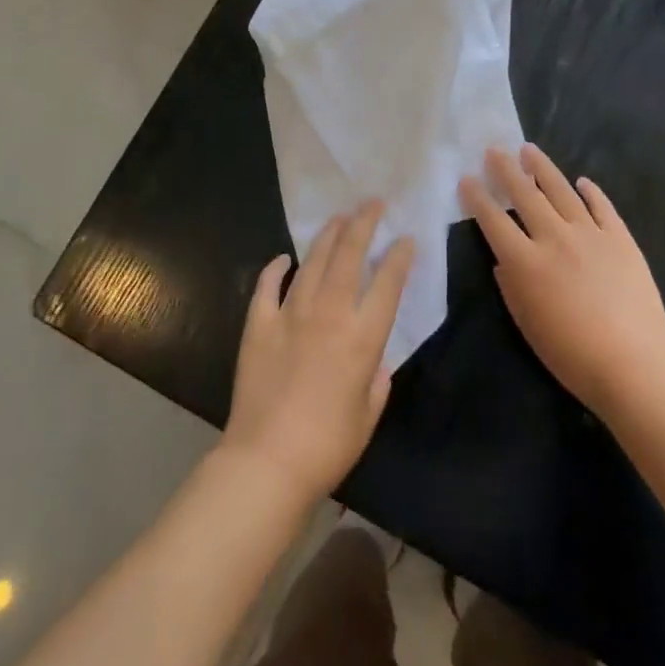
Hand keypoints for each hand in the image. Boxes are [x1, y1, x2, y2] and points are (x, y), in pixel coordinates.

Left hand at [221, 202, 414, 505]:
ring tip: (339, 218)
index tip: (405, 238)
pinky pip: (268, 286)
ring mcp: (291, 314)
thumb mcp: (368, 416)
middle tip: (372, 203)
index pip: (388, 282)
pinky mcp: (259, 324)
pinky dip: (276, 268)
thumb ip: (376, 380)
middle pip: (349, 255)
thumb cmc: (327, 446)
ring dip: (328, 236)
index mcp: (362, 336)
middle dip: (363, 223)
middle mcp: (330, 313)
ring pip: (313, 261)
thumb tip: (374, 361)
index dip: (399, 256)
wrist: (267, 461)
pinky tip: (284, 258)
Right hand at [461, 145, 664, 418]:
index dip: (477, 198)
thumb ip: (511, 286)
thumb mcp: (527, 324)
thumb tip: (505, 259)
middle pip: (525, 195)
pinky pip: (602, 207)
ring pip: (561, 191)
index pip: (493, 220)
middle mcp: (554, 238)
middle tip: (494, 150)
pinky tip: (582, 181)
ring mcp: (590, 234)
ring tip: (529, 150)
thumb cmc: (572, 355)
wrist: (634, 364)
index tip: (466, 179)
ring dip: (542, 169)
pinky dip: (591, 191)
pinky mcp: (620, 238)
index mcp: (526, 262)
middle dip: (506, 170)